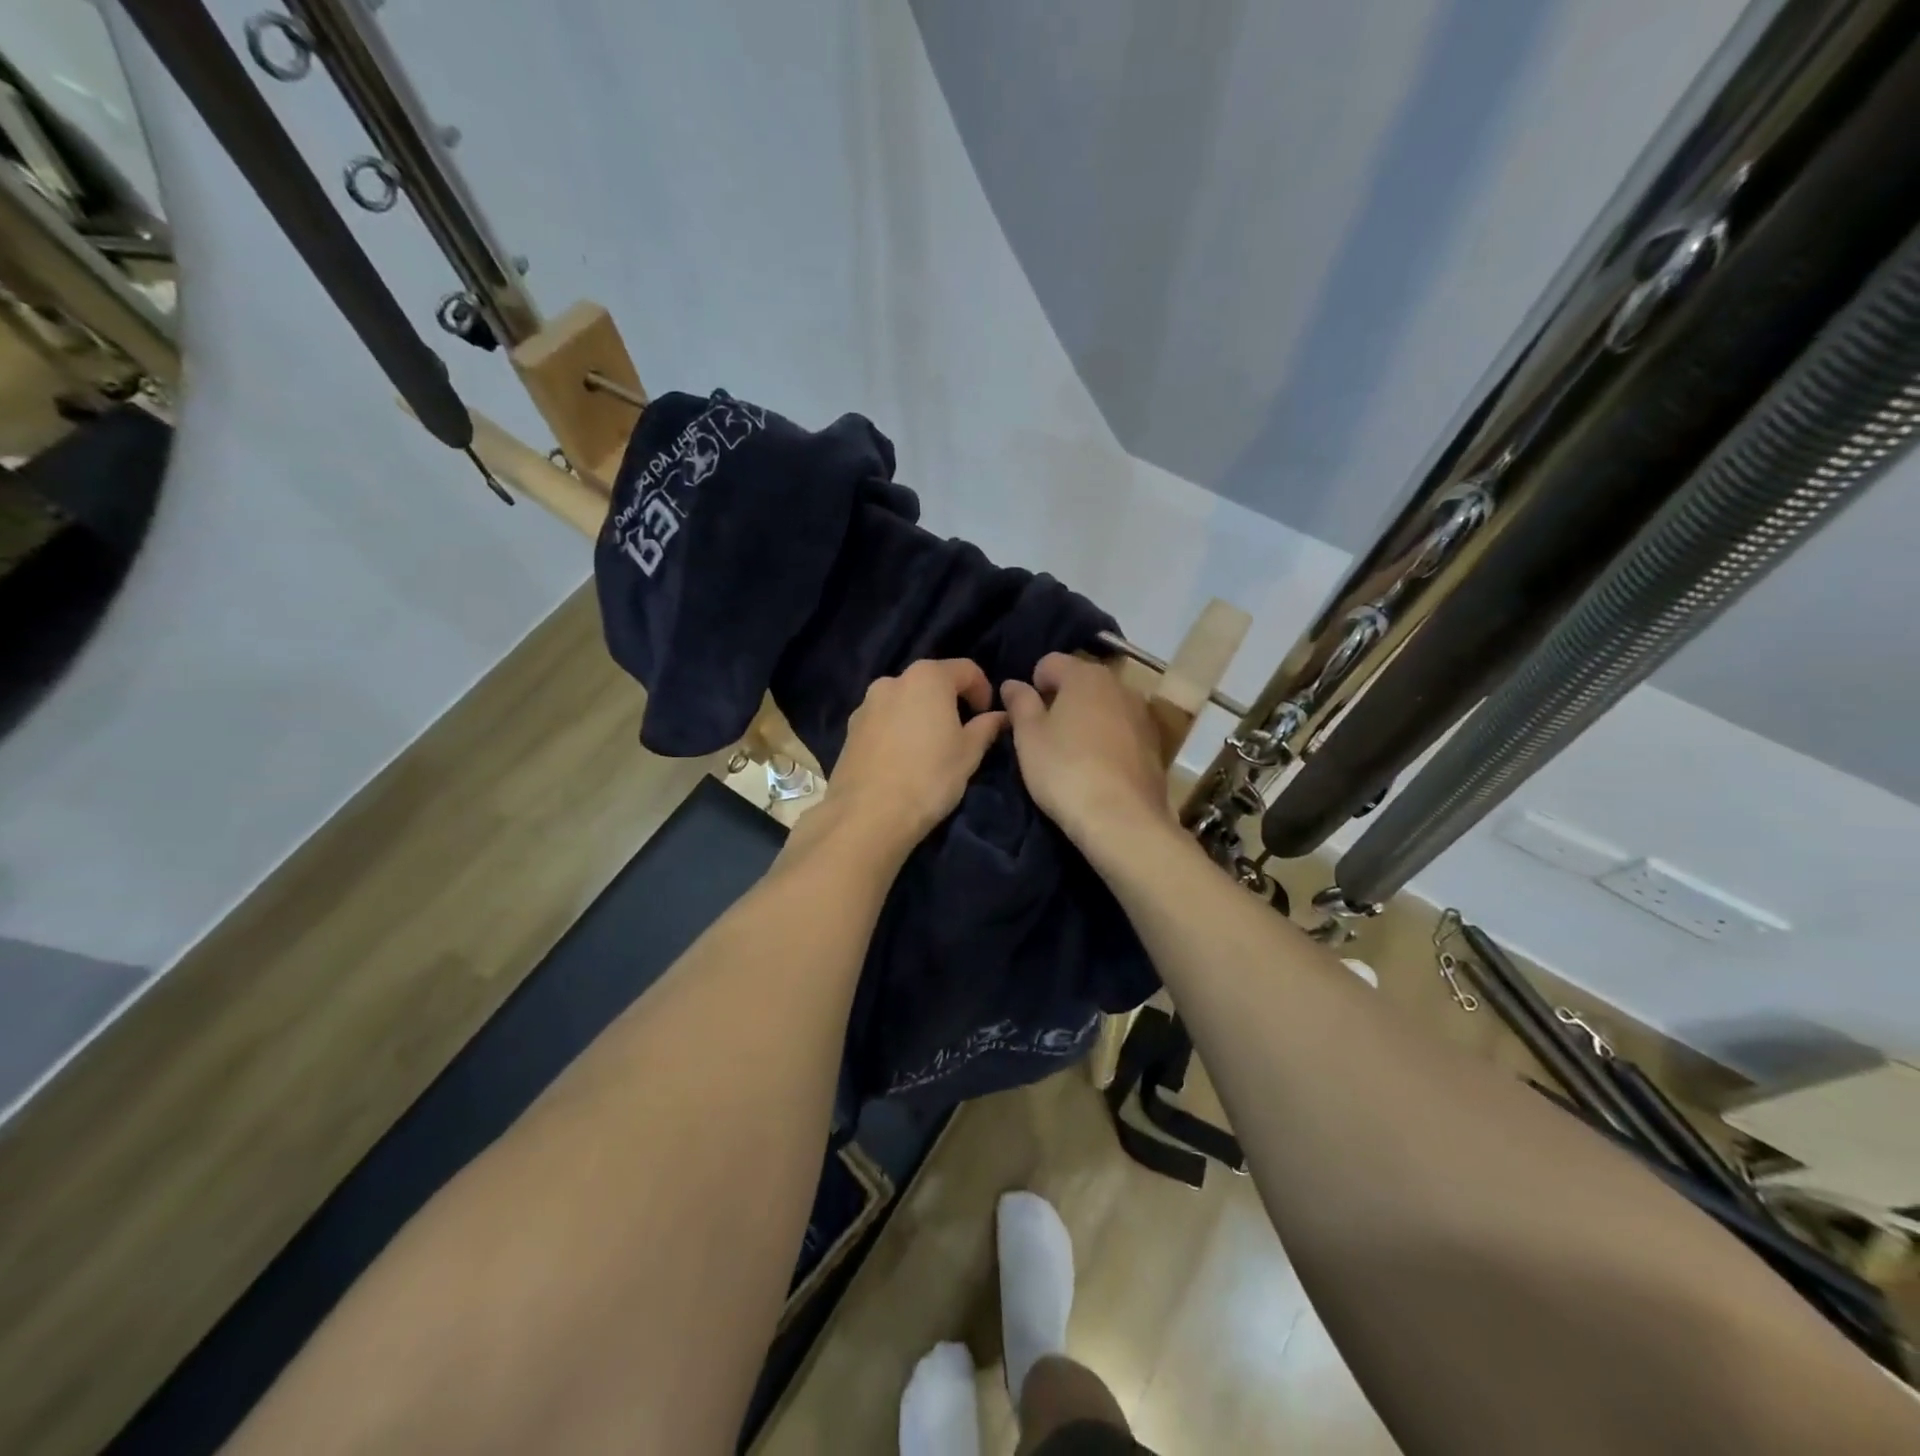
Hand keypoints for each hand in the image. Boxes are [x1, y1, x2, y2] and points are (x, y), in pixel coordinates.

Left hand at [817, 658, 1006, 858]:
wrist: (868, 815)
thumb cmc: (929, 777)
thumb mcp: (968, 754)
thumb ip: (986, 728)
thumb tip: (1000, 716)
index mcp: (927, 677)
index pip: (966, 670)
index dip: (983, 691)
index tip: (988, 718)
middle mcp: (892, 681)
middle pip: (931, 682)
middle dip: (950, 701)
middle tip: (961, 733)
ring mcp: (866, 704)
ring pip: (904, 701)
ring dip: (921, 715)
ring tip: (930, 749)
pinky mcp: (850, 729)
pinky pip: (884, 720)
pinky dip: (898, 730)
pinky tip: (903, 760)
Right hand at [1002, 652, 1173, 845]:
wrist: (1121, 818)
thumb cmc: (1065, 770)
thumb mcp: (1028, 737)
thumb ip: (1020, 703)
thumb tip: (1013, 683)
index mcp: (1085, 675)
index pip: (1050, 662)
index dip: (1033, 684)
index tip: (1026, 715)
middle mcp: (1119, 684)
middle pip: (1081, 681)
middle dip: (1063, 700)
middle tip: (1046, 735)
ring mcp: (1142, 713)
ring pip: (1105, 705)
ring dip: (1088, 719)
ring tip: (1073, 754)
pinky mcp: (1156, 743)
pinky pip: (1123, 730)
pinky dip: (1109, 739)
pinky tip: (1099, 769)